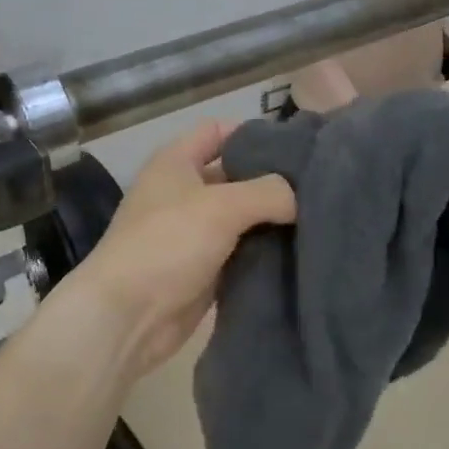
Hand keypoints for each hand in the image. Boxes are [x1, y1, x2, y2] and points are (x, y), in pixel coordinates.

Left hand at [50, 121, 295, 382]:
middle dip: (274, 182)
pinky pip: (242, 253)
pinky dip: (265, 253)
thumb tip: (299, 198)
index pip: (219, 131)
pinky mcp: (204, 270)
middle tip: (321, 189)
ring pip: (243, 218)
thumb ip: (268, 192)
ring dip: (273, 222)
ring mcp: (193, 234)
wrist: (127, 317)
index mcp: (176, 162)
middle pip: (237, 176)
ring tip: (322, 221)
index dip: (256, 134)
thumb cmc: (168, 244)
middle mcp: (184, 193)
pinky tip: (302, 254)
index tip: (300, 148)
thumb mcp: (221, 206)